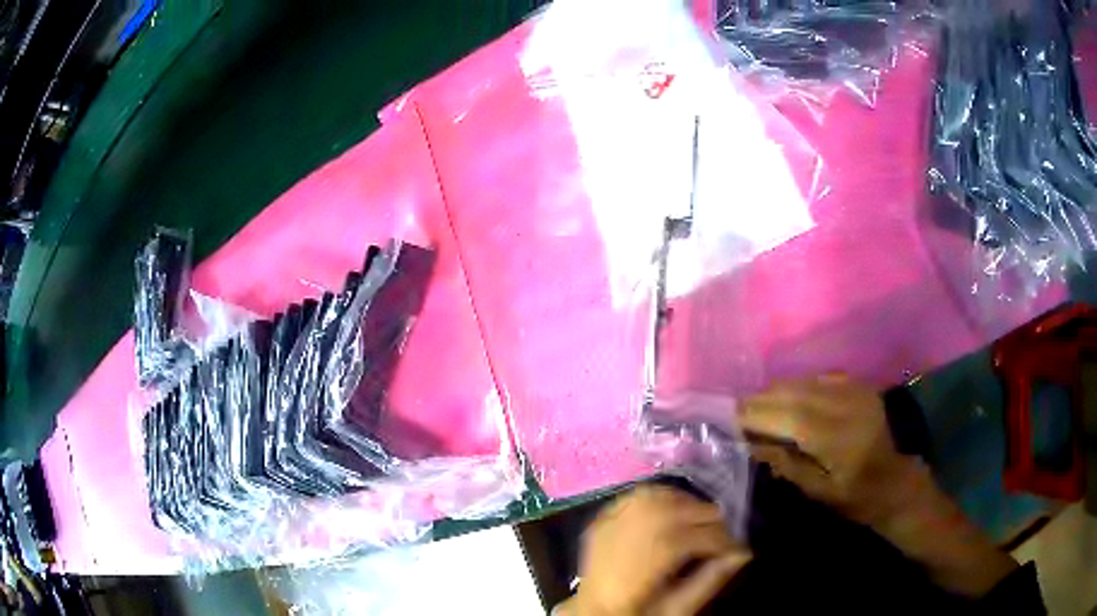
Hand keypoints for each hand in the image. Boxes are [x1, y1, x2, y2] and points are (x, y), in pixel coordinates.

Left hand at [559, 485, 750, 615]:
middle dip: (710, 520)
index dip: (723, 540)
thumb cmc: (637, 612)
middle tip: (725, 536)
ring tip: (703, 524)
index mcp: (642, 565)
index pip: (693, 538)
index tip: (740, 549)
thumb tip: (742, 555)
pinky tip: (675, 510)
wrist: (592, 611)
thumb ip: (709, 582)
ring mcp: (609, 523)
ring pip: (660, 496)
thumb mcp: (675, 608)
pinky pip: (638, 495)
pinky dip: (663, 497)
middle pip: (678, 511)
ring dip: (689, 505)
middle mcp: (624, 535)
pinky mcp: (603, 518)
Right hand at [741, 374, 1017, 597]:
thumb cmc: (856, 498)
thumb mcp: (818, 492)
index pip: (787, 415)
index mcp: (837, 437)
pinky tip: (786, 399)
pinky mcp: (859, 385)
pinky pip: (819, 378)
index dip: (755, 413)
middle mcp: (847, 405)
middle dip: (760, 399)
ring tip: (754, 405)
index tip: (727, 416)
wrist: (896, 481)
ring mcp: (855, 390)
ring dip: (776, 391)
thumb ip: (785, 463)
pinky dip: (798, 386)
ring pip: (804, 381)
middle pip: (793, 392)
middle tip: (734, 410)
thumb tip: (749, 441)